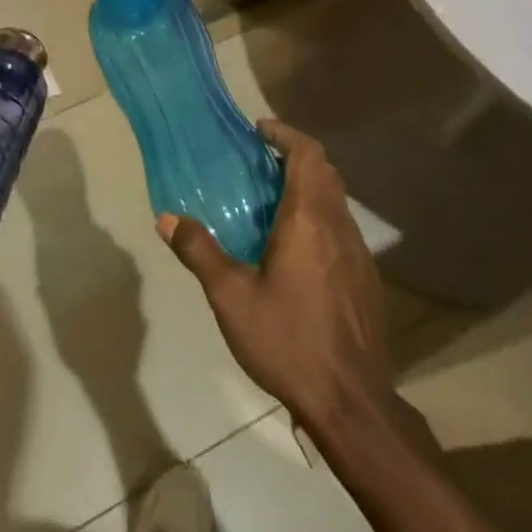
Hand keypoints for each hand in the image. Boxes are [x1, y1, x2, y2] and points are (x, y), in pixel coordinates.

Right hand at [159, 120, 393, 437]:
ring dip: (308, 187)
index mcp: (309, 220)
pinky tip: (295, 249)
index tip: (259, 130)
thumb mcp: (231, 297)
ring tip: (271, 201)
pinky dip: (319, 217)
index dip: (285, 134)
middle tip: (259, 162)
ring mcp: (358, 253)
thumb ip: (200, 252)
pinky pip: (341, 228)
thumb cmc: (288, 341)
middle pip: (325, 171)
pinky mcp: (365, 278)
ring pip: (336, 200)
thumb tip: (167, 218)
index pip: (308, 154)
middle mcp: (339, 226)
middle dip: (294, 156)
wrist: (351, 401)